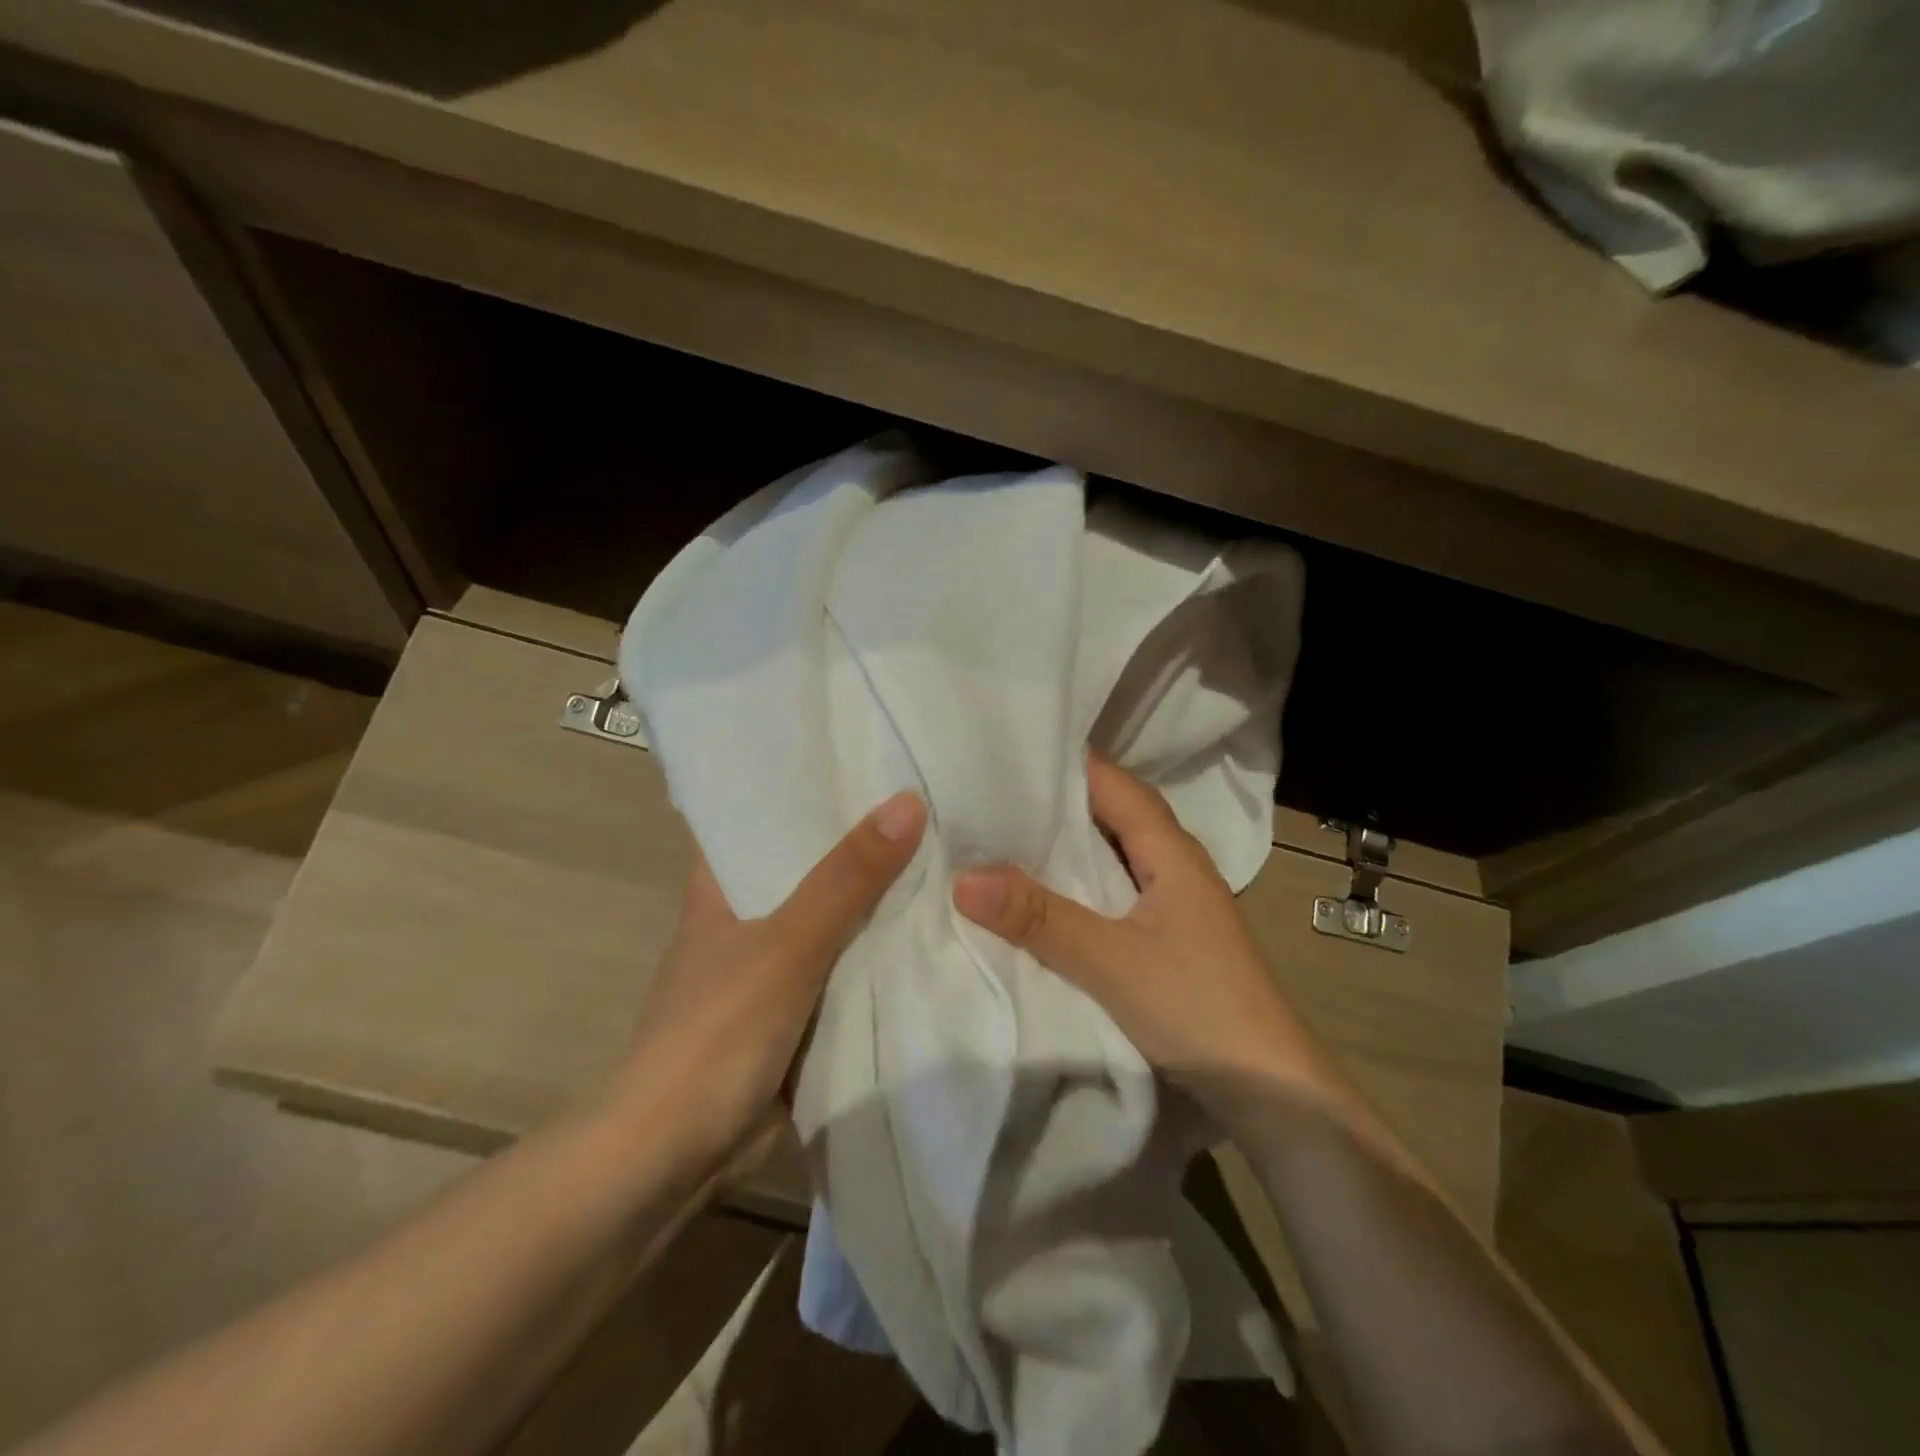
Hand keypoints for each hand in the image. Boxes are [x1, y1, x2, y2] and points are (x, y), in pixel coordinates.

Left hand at [621, 791, 925, 1165]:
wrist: (678, 1155)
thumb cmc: (718, 1031)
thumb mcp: (788, 944)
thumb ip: (847, 878)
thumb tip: (908, 801)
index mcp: (721, 884)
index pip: (762, 812)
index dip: (808, 784)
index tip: (866, 756)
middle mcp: (745, 915)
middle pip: (809, 862)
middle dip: (861, 839)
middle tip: (927, 797)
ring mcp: (771, 964)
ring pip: (833, 915)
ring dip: (876, 895)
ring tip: (942, 848)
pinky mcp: (795, 1008)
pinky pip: (845, 964)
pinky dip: (877, 948)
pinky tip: (928, 925)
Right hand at [952, 757, 1328, 1121]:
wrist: (1271, 1089)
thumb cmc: (1197, 1008)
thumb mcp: (1109, 961)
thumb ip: (1039, 918)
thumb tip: (963, 877)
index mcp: (1172, 851)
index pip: (1114, 783)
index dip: (1066, 762)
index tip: (1008, 751)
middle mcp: (1178, 864)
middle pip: (1116, 812)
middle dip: (1060, 799)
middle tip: (995, 790)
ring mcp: (1178, 900)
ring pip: (1118, 851)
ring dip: (1072, 841)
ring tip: (1009, 833)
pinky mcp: (1173, 934)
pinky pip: (1119, 887)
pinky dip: (1084, 879)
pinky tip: (1051, 892)